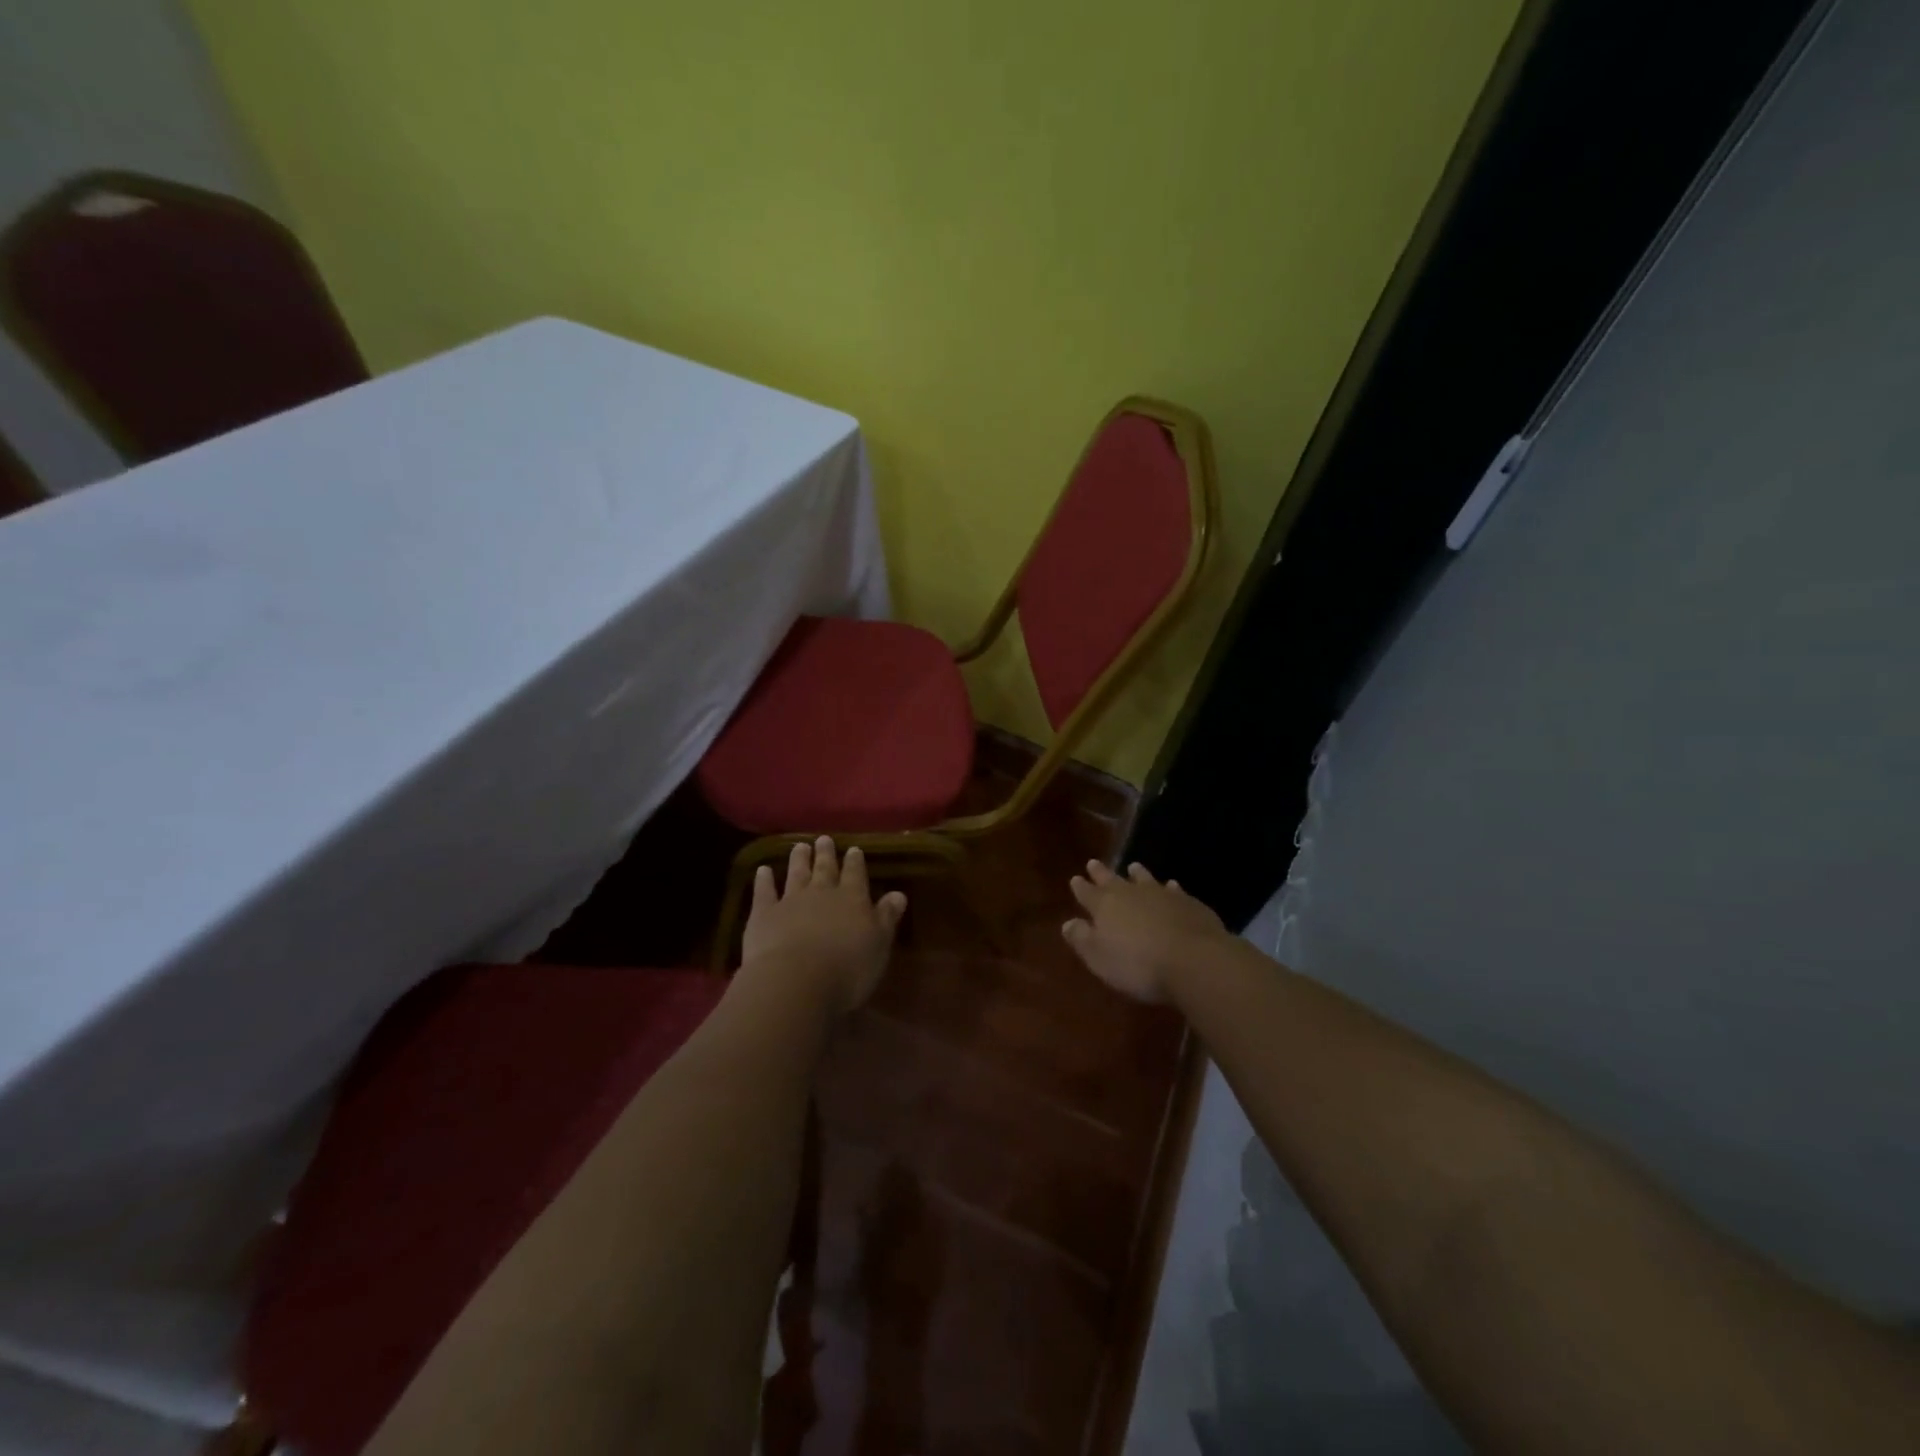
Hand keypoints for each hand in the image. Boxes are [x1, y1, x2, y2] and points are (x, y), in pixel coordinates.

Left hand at [740, 837, 907, 1014]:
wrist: (795, 980)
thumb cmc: (847, 969)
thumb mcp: (879, 945)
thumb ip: (887, 918)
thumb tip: (898, 893)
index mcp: (853, 899)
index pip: (856, 874)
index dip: (855, 862)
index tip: (854, 849)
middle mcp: (822, 893)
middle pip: (825, 869)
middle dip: (826, 854)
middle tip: (823, 839)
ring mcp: (790, 901)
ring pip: (796, 874)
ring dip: (798, 860)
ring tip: (799, 846)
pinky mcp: (764, 914)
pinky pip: (764, 892)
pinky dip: (763, 880)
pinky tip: (762, 870)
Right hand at [1062, 861, 1226, 1003]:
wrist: (1193, 959)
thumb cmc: (1138, 965)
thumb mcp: (1100, 959)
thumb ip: (1082, 939)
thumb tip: (1068, 923)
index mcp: (1105, 907)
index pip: (1088, 893)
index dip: (1080, 887)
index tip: (1075, 878)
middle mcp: (1131, 894)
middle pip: (1112, 880)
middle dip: (1101, 873)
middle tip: (1093, 863)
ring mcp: (1161, 895)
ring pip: (1144, 879)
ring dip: (1137, 874)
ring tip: (1133, 866)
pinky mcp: (1188, 902)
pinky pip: (1174, 889)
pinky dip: (1169, 887)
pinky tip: (1171, 886)